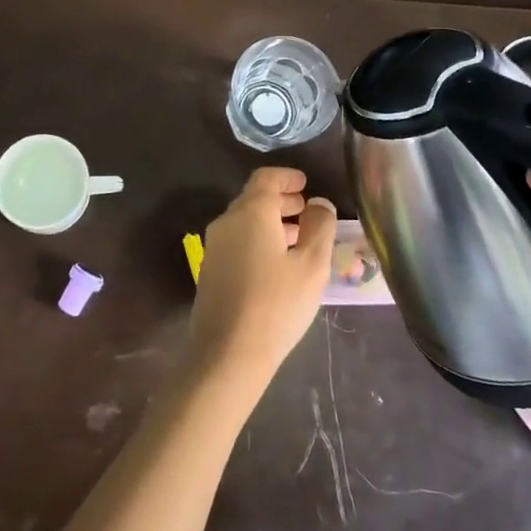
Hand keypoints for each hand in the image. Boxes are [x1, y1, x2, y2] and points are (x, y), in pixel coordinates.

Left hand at [187, 167, 337, 388]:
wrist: (227, 354)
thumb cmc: (276, 304)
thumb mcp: (311, 265)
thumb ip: (319, 227)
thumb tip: (319, 203)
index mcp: (250, 213)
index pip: (266, 178)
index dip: (287, 177)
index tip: (306, 184)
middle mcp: (227, 221)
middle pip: (254, 198)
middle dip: (282, 200)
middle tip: (307, 210)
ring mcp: (215, 246)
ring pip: (246, 221)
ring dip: (272, 221)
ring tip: (299, 238)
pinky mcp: (211, 269)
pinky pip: (238, 240)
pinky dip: (259, 238)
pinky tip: (278, 262)